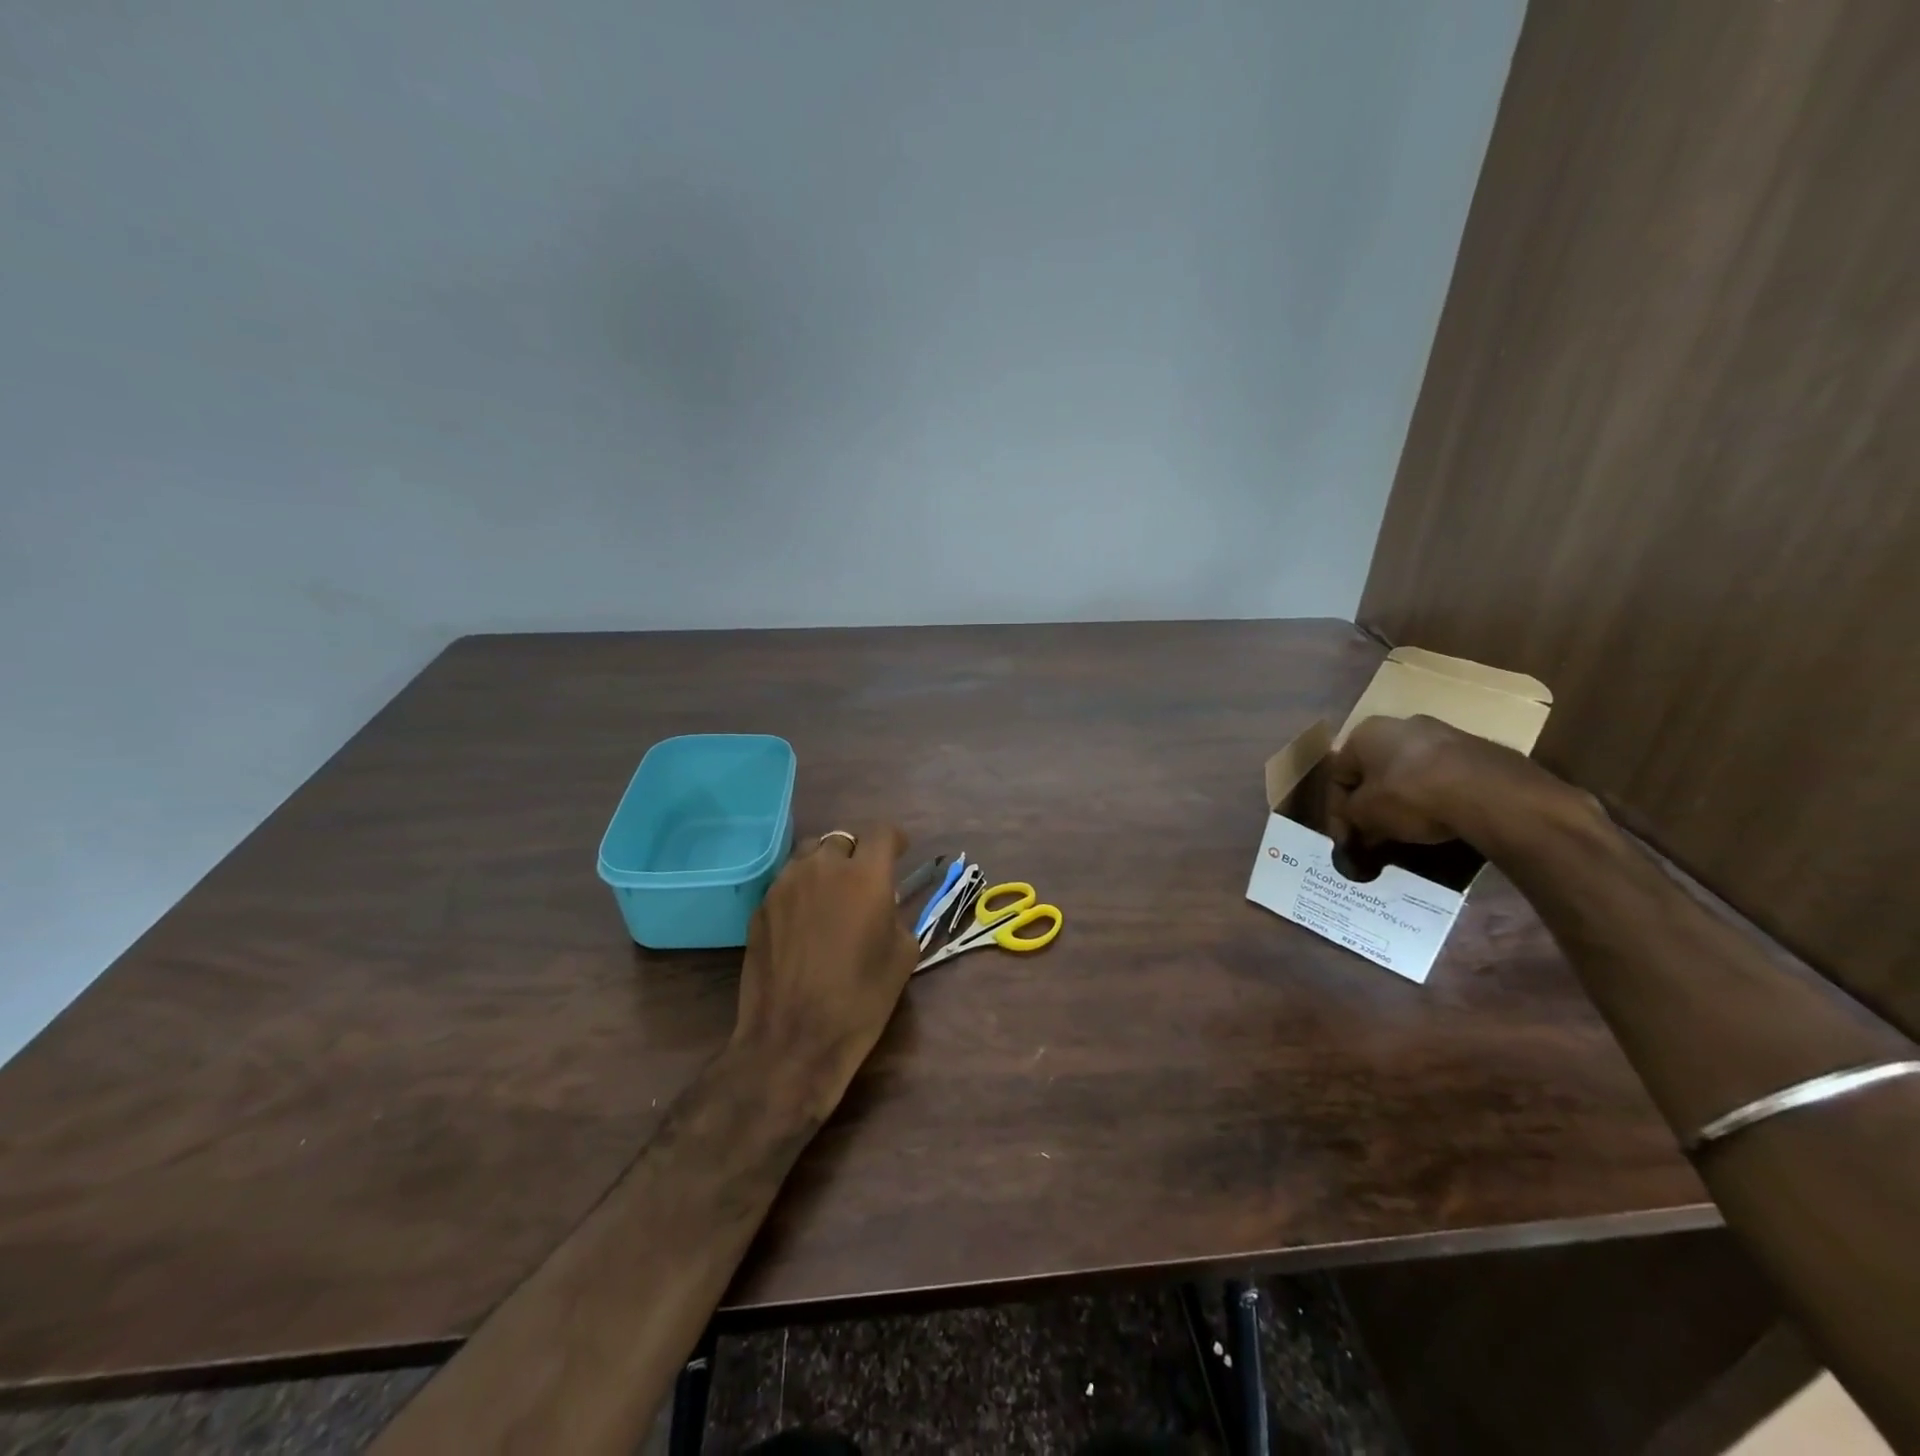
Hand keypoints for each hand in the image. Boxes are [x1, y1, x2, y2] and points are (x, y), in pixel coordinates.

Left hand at [731, 823, 919, 1114]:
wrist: (793, 1037)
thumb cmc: (860, 998)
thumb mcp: (902, 956)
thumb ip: (896, 915)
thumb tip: (883, 905)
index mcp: (865, 875)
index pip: (882, 832)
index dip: (894, 841)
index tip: (898, 854)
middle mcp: (823, 867)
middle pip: (843, 838)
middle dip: (858, 853)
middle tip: (864, 880)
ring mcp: (785, 884)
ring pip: (810, 853)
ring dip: (826, 865)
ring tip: (832, 893)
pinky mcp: (761, 906)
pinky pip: (787, 881)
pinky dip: (801, 888)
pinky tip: (805, 920)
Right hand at [1323, 714, 1579, 852]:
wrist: (1490, 792)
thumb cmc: (1410, 795)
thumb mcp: (1365, 814)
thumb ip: (1350, 819)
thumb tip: (1352, 830)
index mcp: (1364, 732)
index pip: (1338, 776)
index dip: (1337, 812)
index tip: (1346, 840)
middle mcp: (1399, 723)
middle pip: (1374, 771)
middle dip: (1370, 803)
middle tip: (1373, 835)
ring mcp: (1442, 733)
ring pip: (1408, 772)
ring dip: (1401, 799)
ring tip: (1406, 830)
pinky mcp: (1475, 749)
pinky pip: (1441, 776)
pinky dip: (1433, 797)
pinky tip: (1438, 819)